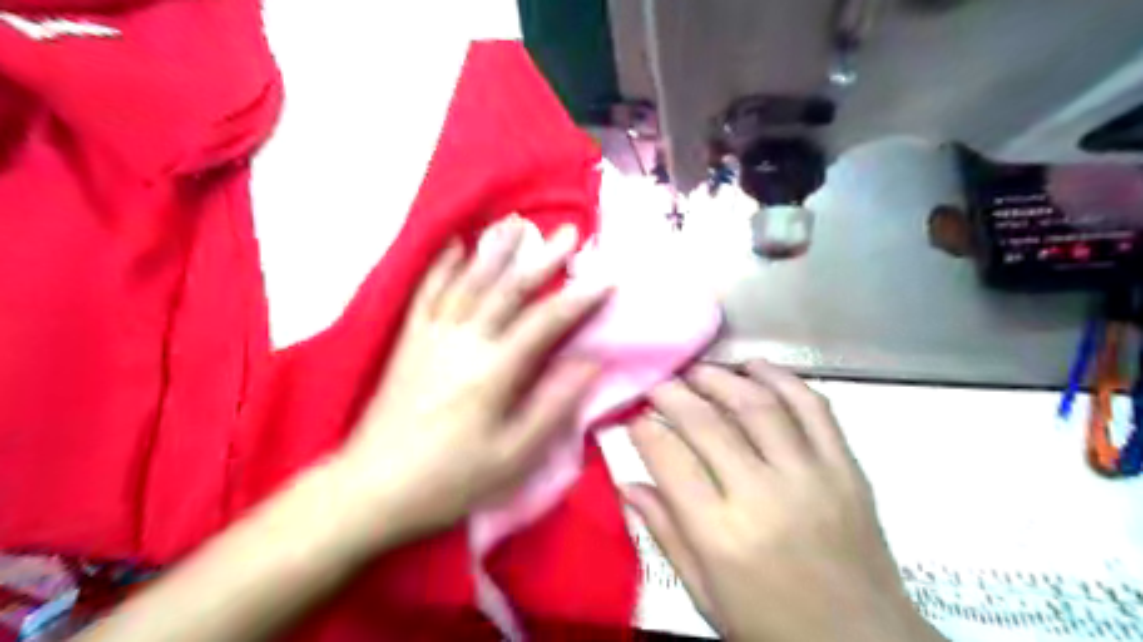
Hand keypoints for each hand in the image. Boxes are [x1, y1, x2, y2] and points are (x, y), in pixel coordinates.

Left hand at [336, 221, 609, 546]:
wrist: (371, 486)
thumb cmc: (449, 478)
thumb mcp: (513, 457)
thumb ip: (553, 406)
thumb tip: (590, 364)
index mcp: (494, 371)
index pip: (545, 322)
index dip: (580, 299)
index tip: (607, 278)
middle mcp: (464, 341)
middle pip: (509, 289)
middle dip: (542, 258)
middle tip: (569, 232)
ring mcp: (432, 336)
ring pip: (469, 281)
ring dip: (496, 250)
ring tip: (517, 223)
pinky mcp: (409, 340)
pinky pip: (426, 292)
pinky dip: (442, 266)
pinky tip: (455, 245)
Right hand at [623, 362, 947, 641]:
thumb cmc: (772, 626)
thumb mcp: (705, 594)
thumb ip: (666, 534)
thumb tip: (626, 484)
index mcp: (721, 535)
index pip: (669, 460)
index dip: (644, 428)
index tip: (632, 414)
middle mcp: (763, 497)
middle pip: (707, 423)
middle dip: (673, 393)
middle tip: (657, 381)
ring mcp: (811, 476)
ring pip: (758, 404)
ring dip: (721, 377)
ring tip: (698, 370)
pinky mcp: (846, 468)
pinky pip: (813, 407)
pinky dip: (782, 379)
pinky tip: (756, 368)